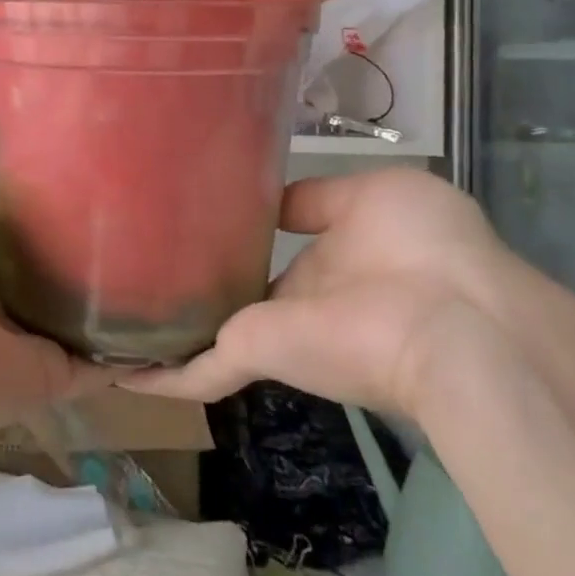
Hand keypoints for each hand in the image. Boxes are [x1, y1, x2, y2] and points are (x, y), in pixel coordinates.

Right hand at [123, 168, 557, 417]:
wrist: (458, 324)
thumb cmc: (425, 245)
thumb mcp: (373, 196)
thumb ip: (316, 199)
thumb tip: (270, 200)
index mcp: (332, 260)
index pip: (273, 254)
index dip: (238, 238)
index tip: (194, 219)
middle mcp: (299, 302)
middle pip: (236, 298)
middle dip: (196, 289)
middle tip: (139, 265)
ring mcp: (276, 333)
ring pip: (208, 338)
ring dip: (167, 338)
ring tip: (116, 318)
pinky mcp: (257, 354)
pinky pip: (197, 373)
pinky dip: (157, 379)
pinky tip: (117, 372)